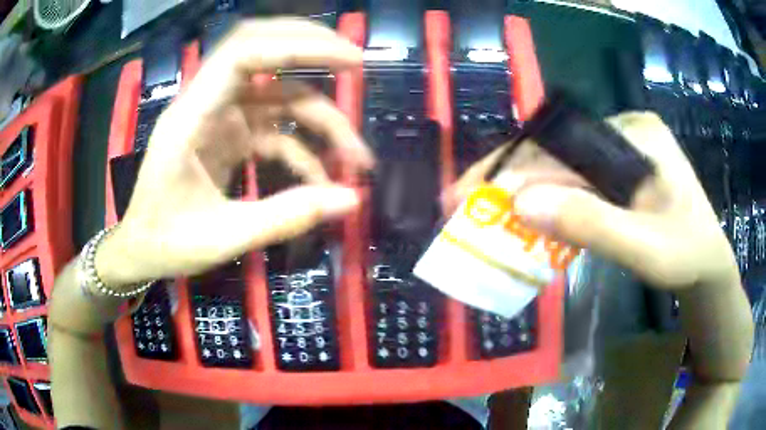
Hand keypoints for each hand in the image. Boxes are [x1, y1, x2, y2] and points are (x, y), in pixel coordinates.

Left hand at [96, 19, 372, 286]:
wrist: (141, 251)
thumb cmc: (166, 243)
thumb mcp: (223, 238)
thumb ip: (285, 217)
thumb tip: (350, 200)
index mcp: (190, 118)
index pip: (243, 55)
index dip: (297, 46)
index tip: (349, 58)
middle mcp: (205, 105)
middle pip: (259, 51)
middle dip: (309, 50)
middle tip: (355, 64)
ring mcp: (218, 119)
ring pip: (277, 97)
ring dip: (319, 119)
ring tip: (356, 158)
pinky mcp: (228, 137)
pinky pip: (274, 130)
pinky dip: (302, 149)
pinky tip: (321, 181)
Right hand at [445, 112, 736, 289]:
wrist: (707, 267)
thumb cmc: (687, 256)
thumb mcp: (646, 248)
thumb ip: (592, 225)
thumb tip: (521, 204)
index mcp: (636, 134)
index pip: (565, 144)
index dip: (516, 166)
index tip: (472, 190)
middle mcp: (625, 132)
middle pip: (559, 152)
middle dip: (511, 177)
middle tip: (464, 201)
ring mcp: (621, 152)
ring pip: (564, 168)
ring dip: (525, 191)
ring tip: (486, 212)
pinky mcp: (619, 174)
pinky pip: (577, 183)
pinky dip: (549, 202)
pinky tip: (528, 218)